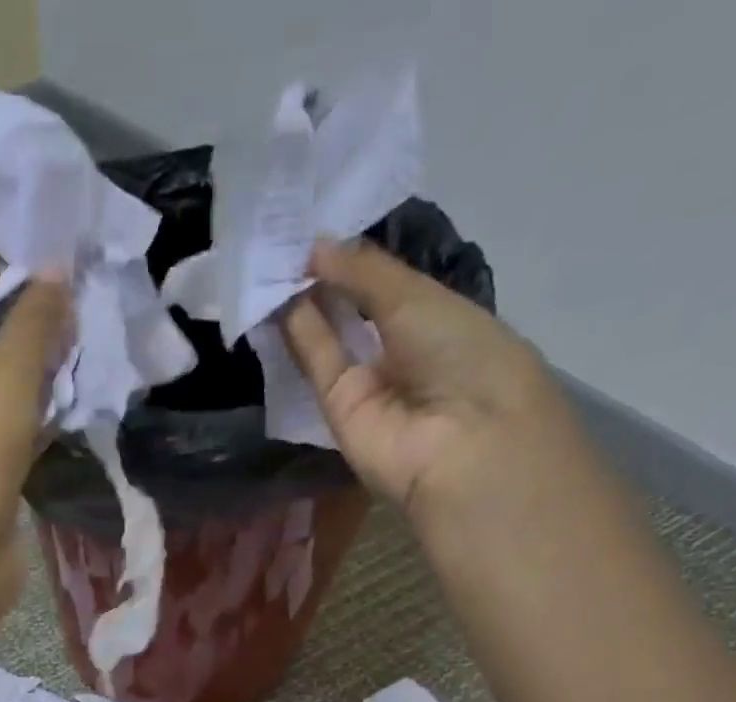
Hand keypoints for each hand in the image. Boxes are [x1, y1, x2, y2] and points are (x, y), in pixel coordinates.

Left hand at [0, 264, 71, 643]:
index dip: (17, 279)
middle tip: (91, 316)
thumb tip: (58, 272)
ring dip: (43, 373)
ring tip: (94, 352)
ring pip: (3, 387)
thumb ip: (34, 322)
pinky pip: (13, 429)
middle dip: (35, 328)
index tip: (71, 276)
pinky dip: (41, 415)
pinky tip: (80, 402)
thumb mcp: (4, 378)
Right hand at [280, 239, 592, 514]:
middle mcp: (401, 353)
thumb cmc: (463, 354)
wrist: (460, 441)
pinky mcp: (337, 412)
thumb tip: (315, 245)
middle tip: (285, 239)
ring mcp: (368, 386)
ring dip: (305, 303)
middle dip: (326, 278)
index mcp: (438, 320)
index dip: (357, 260)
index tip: (321, 226)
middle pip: (354, 312)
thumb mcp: (418, 297)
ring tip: (272, 262)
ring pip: (331, 338)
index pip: (388, 287)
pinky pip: (318, 365)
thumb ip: (364, 272)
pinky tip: (277, 300)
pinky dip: (299, 335)